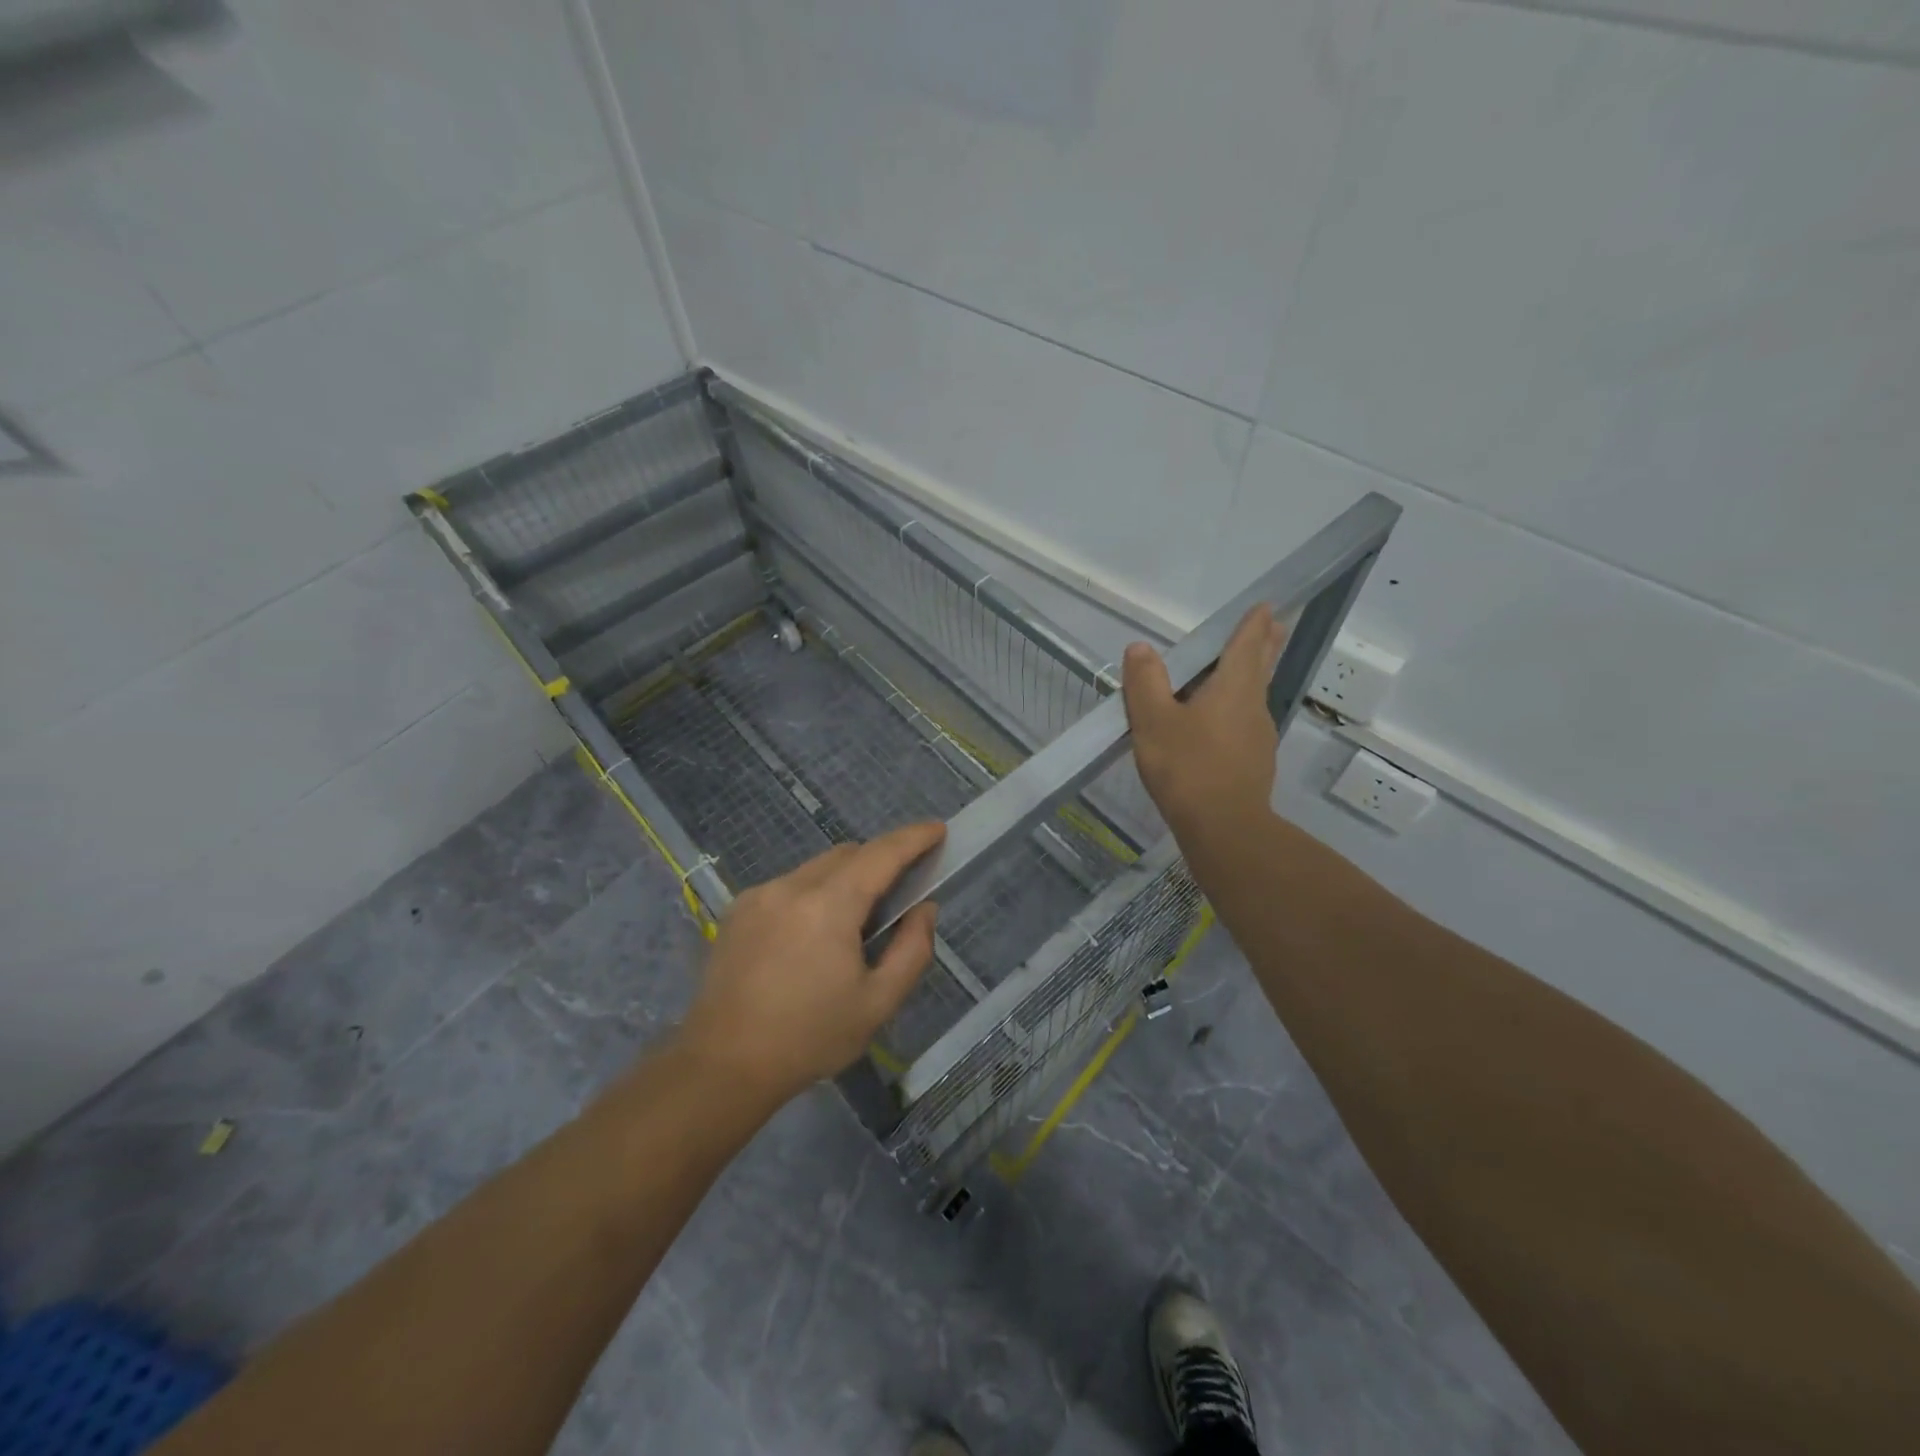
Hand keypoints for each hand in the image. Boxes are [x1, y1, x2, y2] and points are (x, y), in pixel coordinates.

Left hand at [675, 821, 944, 1107]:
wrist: (723, 1065)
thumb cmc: (809, 1037)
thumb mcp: (878, 1003)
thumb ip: (912, 950)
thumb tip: (923, 909)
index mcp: (830, 905)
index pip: (881, 854)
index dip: (913, 838)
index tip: (937, 829)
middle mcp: (792, 886)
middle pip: (848, 854)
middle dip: (879, 861)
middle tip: (900, 891)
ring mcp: (760, 895)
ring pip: (816, 868)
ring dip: (844, 879)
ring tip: (853, 924)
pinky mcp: (738, 910)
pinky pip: (789, 885)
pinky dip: (813, 894)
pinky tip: (811, 936)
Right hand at [1123, 604, 1286, 839]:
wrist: (1223, 828)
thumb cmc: (1187, 767)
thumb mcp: (1153, 721)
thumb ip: (1146, 681)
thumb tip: (1141, 648)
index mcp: (1233, 687)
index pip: (1247, 644)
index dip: (1253, 624)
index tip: (1265, 606)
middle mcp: (1253, 706)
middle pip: (1261, 667)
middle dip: (1265, 644)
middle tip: (1273, 626)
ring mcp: (1258, 736)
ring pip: (1253, 697)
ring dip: (1249, 678)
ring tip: (1237, 671)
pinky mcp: (1254, 763)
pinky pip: (1244, 724)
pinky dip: (1236, 710)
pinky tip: (1219, 725)